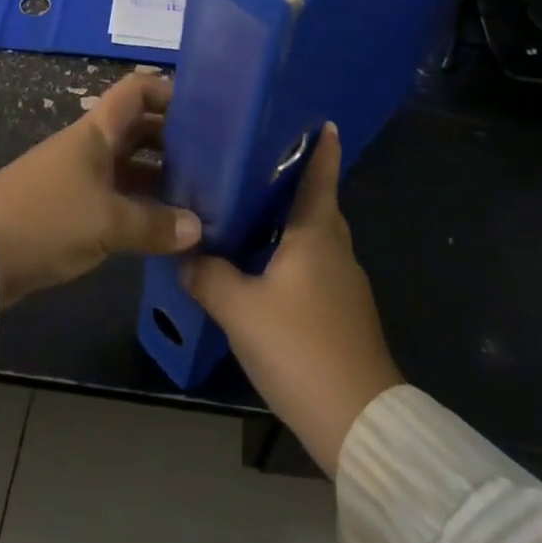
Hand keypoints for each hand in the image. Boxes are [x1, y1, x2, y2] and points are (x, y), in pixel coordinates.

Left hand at [0, 72, 201, 307]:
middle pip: (137, 129)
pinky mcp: (70, 207)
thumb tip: (198, 228)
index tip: (203, 111)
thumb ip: (154, 225)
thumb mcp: (106, 223)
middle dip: (173, 140)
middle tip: (212, 161)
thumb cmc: (45, 219)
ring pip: (128, 166)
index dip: (167, 92)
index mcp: (96, 131)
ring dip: (159, 177)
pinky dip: (139, 205)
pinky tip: (164, 227)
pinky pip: (116, 196)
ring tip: (198, 197)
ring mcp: (79, 176)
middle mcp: (90, 146)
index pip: (136, 91)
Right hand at [181, 123, 402, 477]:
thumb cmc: (301, 347)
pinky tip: (265, 267)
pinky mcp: (343, 313)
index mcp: (317, 233)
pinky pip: (315, 266)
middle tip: (257, 163)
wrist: (358, 423)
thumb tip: (184, 252)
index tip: (321, 120)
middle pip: (318, 204)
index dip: (322, 147)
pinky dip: (293, 254)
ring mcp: (345, 284)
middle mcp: (336, 249)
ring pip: (316, 237)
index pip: (322, 175)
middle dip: (295, 182)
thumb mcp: (241, 310)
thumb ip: (208, 275)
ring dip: (290, 221)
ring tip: (251, 210)